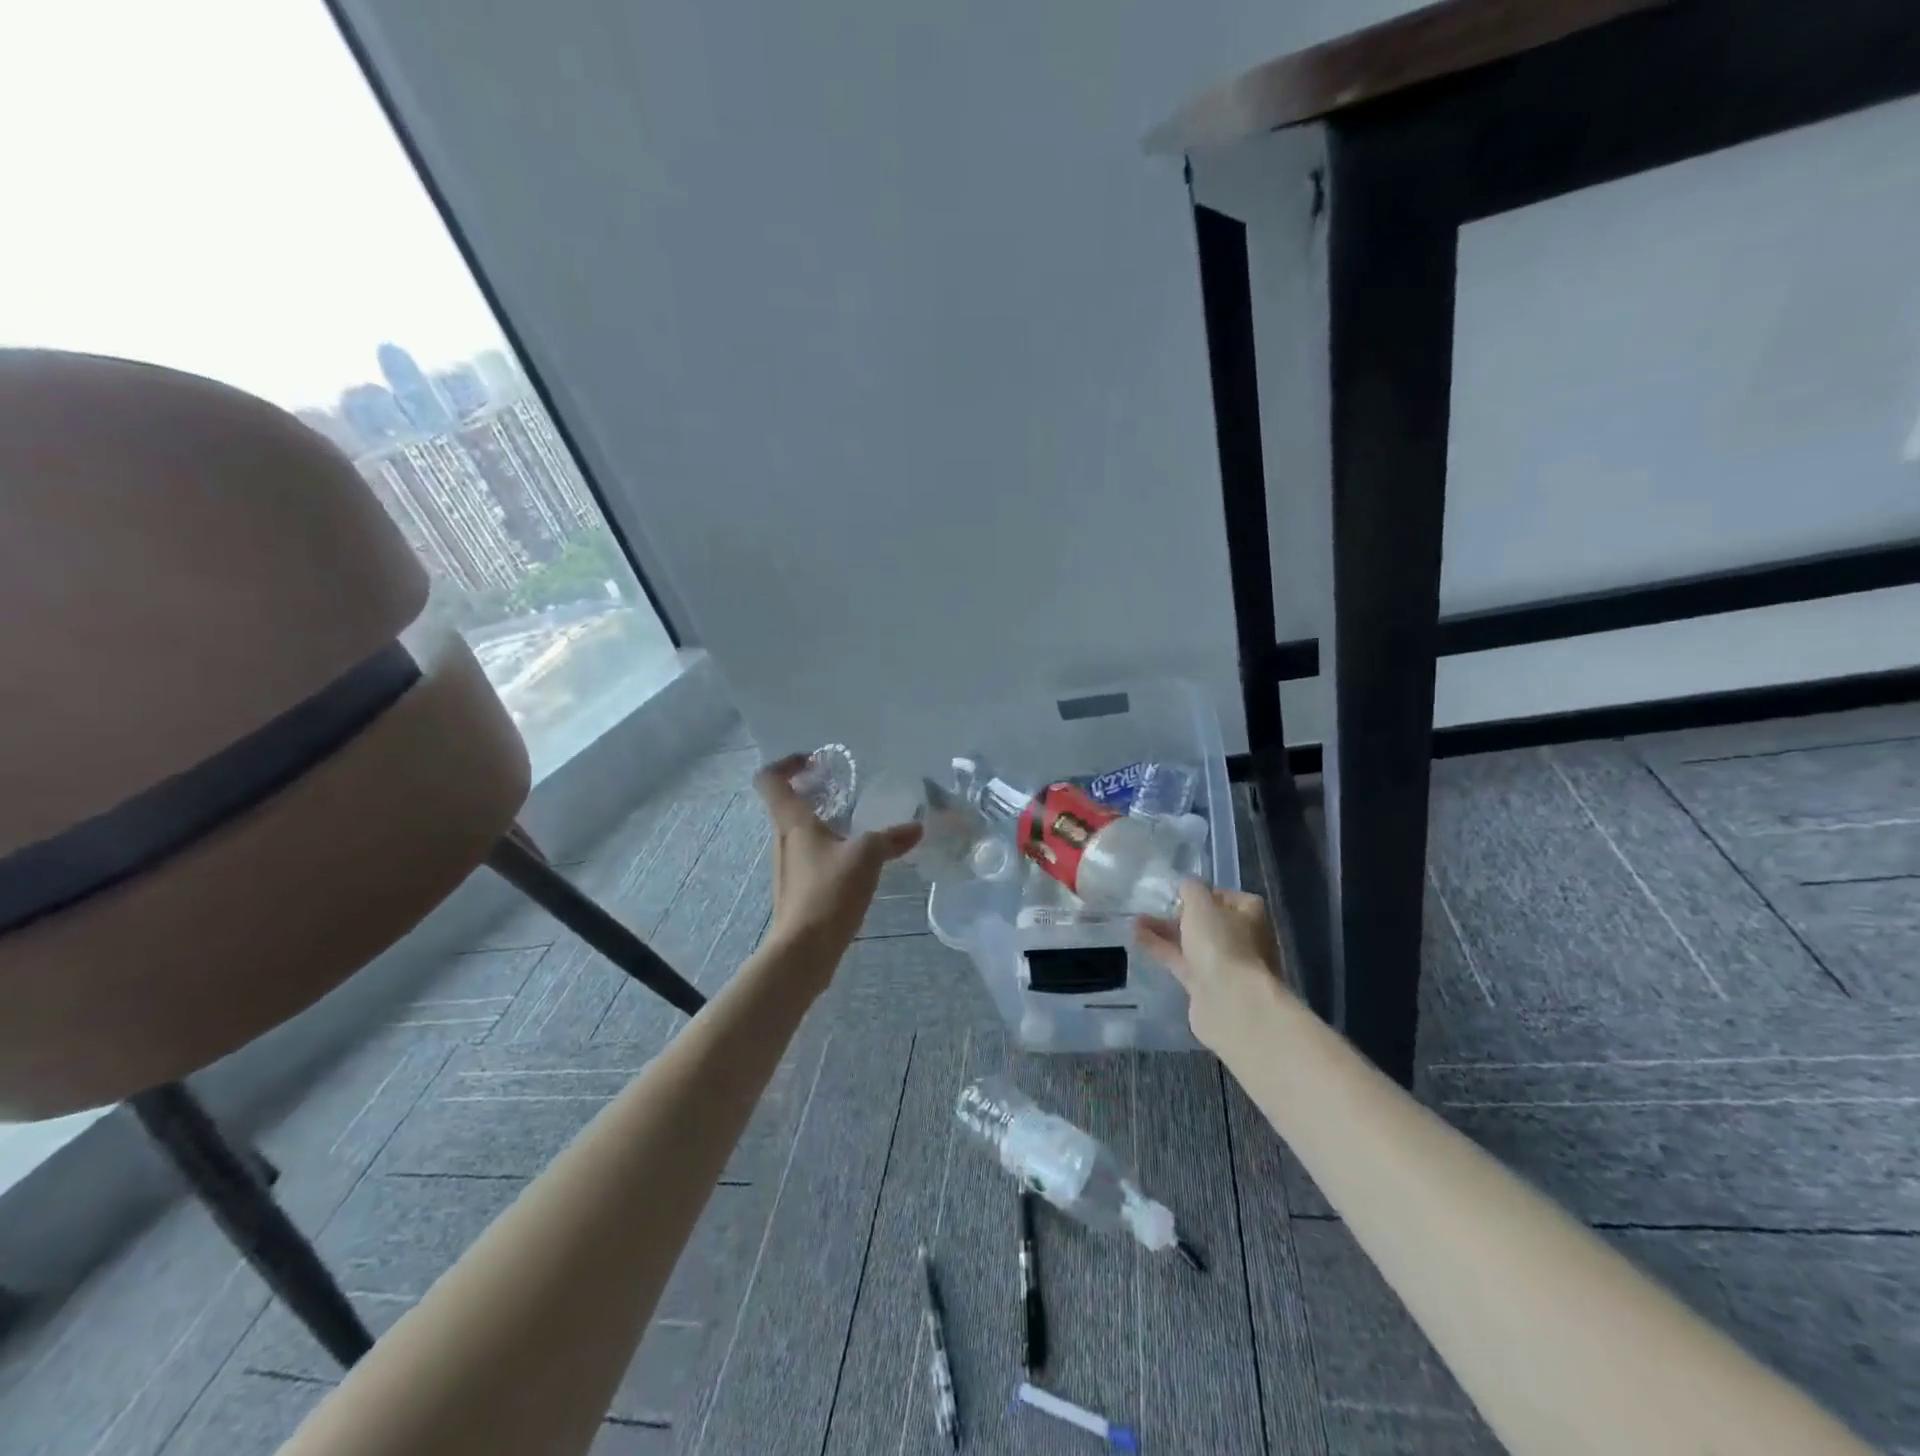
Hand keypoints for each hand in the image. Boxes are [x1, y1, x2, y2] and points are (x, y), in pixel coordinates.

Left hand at [754, 753, 922, 989]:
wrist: (804, 951)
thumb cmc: (828, 892)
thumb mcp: (866, 856)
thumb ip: (891, 838)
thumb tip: (916, 828)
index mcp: (792, 822)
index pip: (770, 779)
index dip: (787, 763)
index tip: (814, 762)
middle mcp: (783, 840)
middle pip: (786, 804)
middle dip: (812, 792)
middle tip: (843, 790)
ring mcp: (787, 867)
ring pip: (800, 833)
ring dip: (823, 822)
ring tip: (856, 825)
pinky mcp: (797, 890)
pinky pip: (810, 857)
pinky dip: (829, 849)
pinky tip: (855, 861)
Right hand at [1136, 881, 1290, 1050]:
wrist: (1231, 1004)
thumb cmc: (1221, 944)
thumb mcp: (1201, 905)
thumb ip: (1191, 889)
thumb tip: (1187, 885)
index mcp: (1251, 915)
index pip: (1229, 897)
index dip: (1204, 893)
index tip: (1179, 892)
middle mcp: (1243, 939)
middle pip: (1208, 922)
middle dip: (1179, 914)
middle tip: (1153, 906)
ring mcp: (1225, 965)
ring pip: (1192, 943)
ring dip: (1165, 931)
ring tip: (1135, 921)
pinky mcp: (1206, 986)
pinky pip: (1181, 962)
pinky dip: (1162, 950)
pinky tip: (1138, 940)